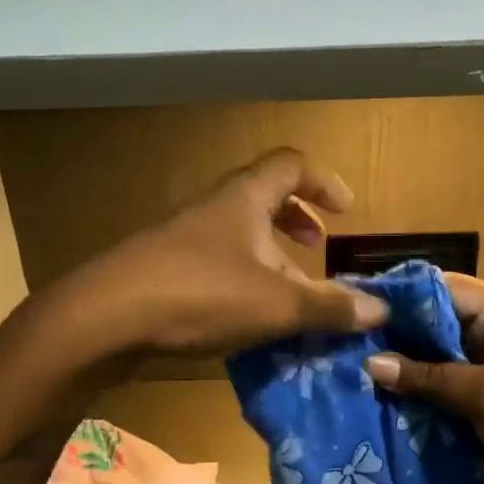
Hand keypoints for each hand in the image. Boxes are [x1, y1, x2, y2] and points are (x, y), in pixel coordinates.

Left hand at [51, 148, 388, 360]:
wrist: (103, 319)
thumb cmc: (199, 295)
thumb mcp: (276, 305)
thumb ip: (330, 307)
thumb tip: (381, 309)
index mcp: (244, 198)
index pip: (291, 165)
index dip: (323, 181)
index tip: (345, 212)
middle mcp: (213, 209)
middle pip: (262, 197)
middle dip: (296, 220)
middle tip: (315, 248)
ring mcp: (182, 239)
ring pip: (237, 234)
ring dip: (269, 256)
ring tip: (288, 294)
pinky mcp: (162, 270)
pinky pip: (214, 263)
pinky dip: (241, 280)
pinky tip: (245, 319)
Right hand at [364, 274, 483, 483]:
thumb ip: (428, 376)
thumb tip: (371, 364)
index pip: (448, 288)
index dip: (404, 295)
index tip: (360, 304)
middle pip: (441, 320)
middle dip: (399, 332)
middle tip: (349, 340)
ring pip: (441, 355)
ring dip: (406, 363)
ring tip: (356, 366)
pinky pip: (448, 385)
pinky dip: (421, 389)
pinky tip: (384, 395)